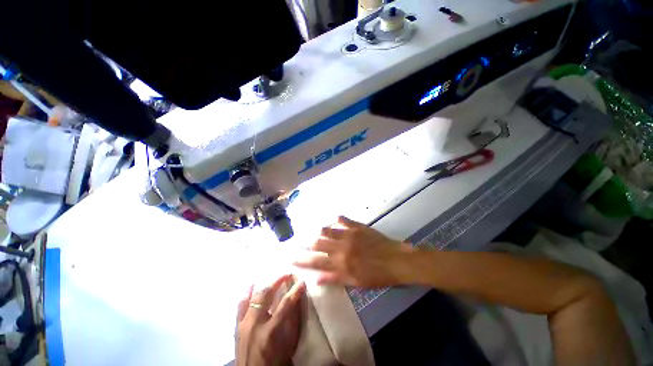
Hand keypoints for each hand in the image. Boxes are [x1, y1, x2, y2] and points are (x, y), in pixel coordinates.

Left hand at [236, 275, 305, 365]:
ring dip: (262, 284)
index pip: (285, 304)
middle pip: (265, 295)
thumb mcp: (288, 346)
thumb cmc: (274, 362)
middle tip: (286, 274)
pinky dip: (246, 293)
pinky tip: (251, 285)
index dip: (295, 291)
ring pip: (251, 297)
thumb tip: (297, 301)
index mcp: (270, 332)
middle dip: (277, 281)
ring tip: (270, 277)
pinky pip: (240, 305)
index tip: (302, 281)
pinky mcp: (237, 327)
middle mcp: (254, 325)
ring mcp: (243, 325)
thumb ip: (292, 323)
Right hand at [294, 216, 413, 287]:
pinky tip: (334, 218)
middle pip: (318, 243)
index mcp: (341, 264)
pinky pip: (344, 220)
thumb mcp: (356, 282)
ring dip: (318, 231)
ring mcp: (350, 234)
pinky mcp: (358, 226)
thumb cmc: (378, 276)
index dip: (301, 260)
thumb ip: (335, 279)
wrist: (397, 261)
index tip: (290, 257)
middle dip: (305, 243)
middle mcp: (342, 247)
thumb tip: (316, 279)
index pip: (315, 262)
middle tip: (297, 242)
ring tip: (312, 231)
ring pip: (328, 230)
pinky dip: (338, 219)